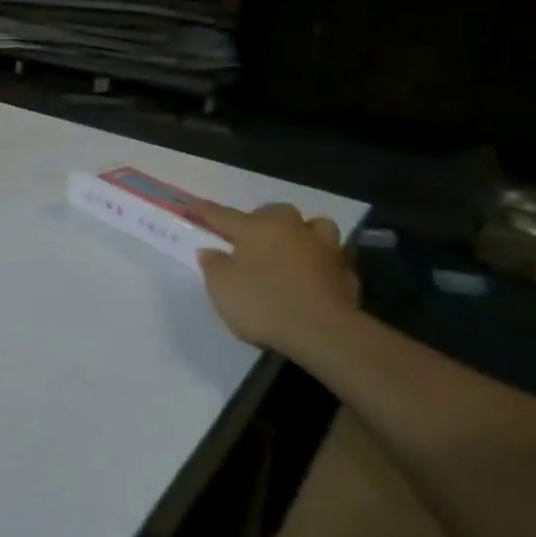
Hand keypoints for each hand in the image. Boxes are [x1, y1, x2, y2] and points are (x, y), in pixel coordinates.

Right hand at [184, 198, 361, 353]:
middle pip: (274, 212)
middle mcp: (290, 229)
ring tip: (293, 247)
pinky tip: (314, 275)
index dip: (205, 210)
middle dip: (261, 219)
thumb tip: (212, 251)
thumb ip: (213, 265)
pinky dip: (321, 261)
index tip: (191, 204)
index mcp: (255, 228)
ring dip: (302, 232)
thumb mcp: (222, 288)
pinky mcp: (345, 271)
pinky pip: (331, 257)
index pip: (223, 214)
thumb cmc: (264, 304)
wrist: (324, 332)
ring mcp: (323, 248)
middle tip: (250, 237)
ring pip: (315, 225)